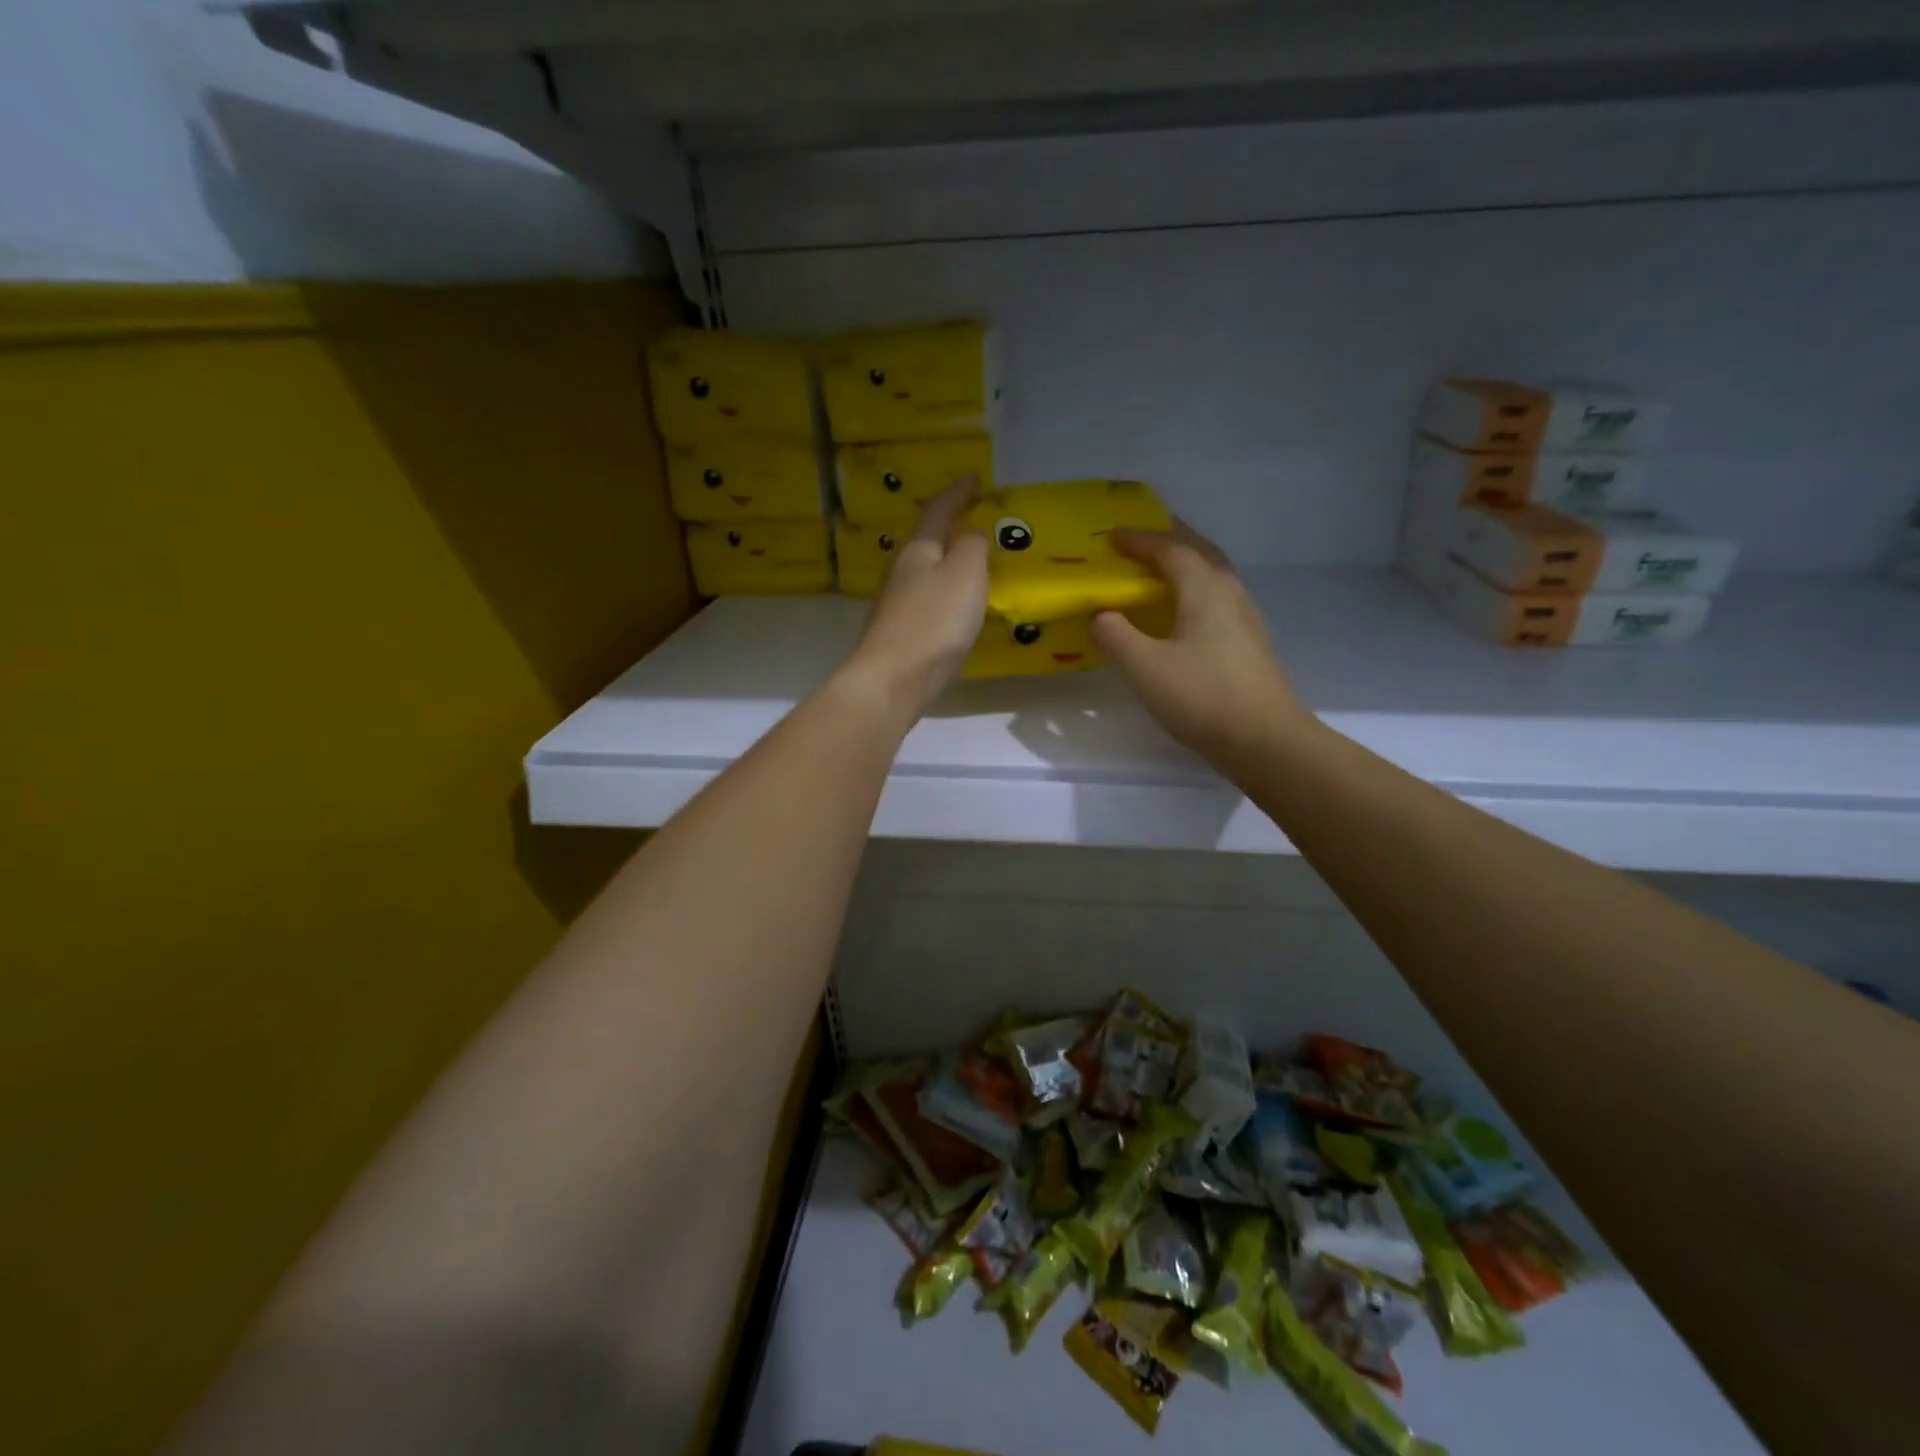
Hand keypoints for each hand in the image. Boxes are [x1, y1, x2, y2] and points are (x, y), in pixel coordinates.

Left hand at [839, 474, 988, 720]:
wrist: (893, 680)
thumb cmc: (933, 622)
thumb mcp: (965, 574)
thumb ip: (972, 548)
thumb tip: (970, 535)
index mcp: (918, 551)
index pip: (938, 511)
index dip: (957, 493)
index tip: (974, 478)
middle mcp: (902, 572)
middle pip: (926, 541)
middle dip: (948, 527)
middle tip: (971, 518)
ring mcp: (897, 605)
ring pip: (926, 572)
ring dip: (946, 562)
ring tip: (969, 561)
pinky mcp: (901, 634)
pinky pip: (928, 602)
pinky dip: (945, 594)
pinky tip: (955, 607)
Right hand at [1090, 522, 1310, 767]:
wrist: (1264, 740)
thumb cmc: (1201, 696)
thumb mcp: (1144, 667)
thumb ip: (1115, 634)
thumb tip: (1100, 613)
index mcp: (1204, 589)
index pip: (1170, 549)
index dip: (1139, 540)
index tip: (1111, 537)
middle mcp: (1229, 592)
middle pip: (1200, 551)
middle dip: (1170, 540)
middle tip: (1141, 540)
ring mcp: (1244, 617)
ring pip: (1213, 574)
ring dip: (1185, 564)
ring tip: (1158, 571)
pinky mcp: (1249, 642)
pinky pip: (1217, 598)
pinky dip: (1194, 589)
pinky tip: (1182, 614)